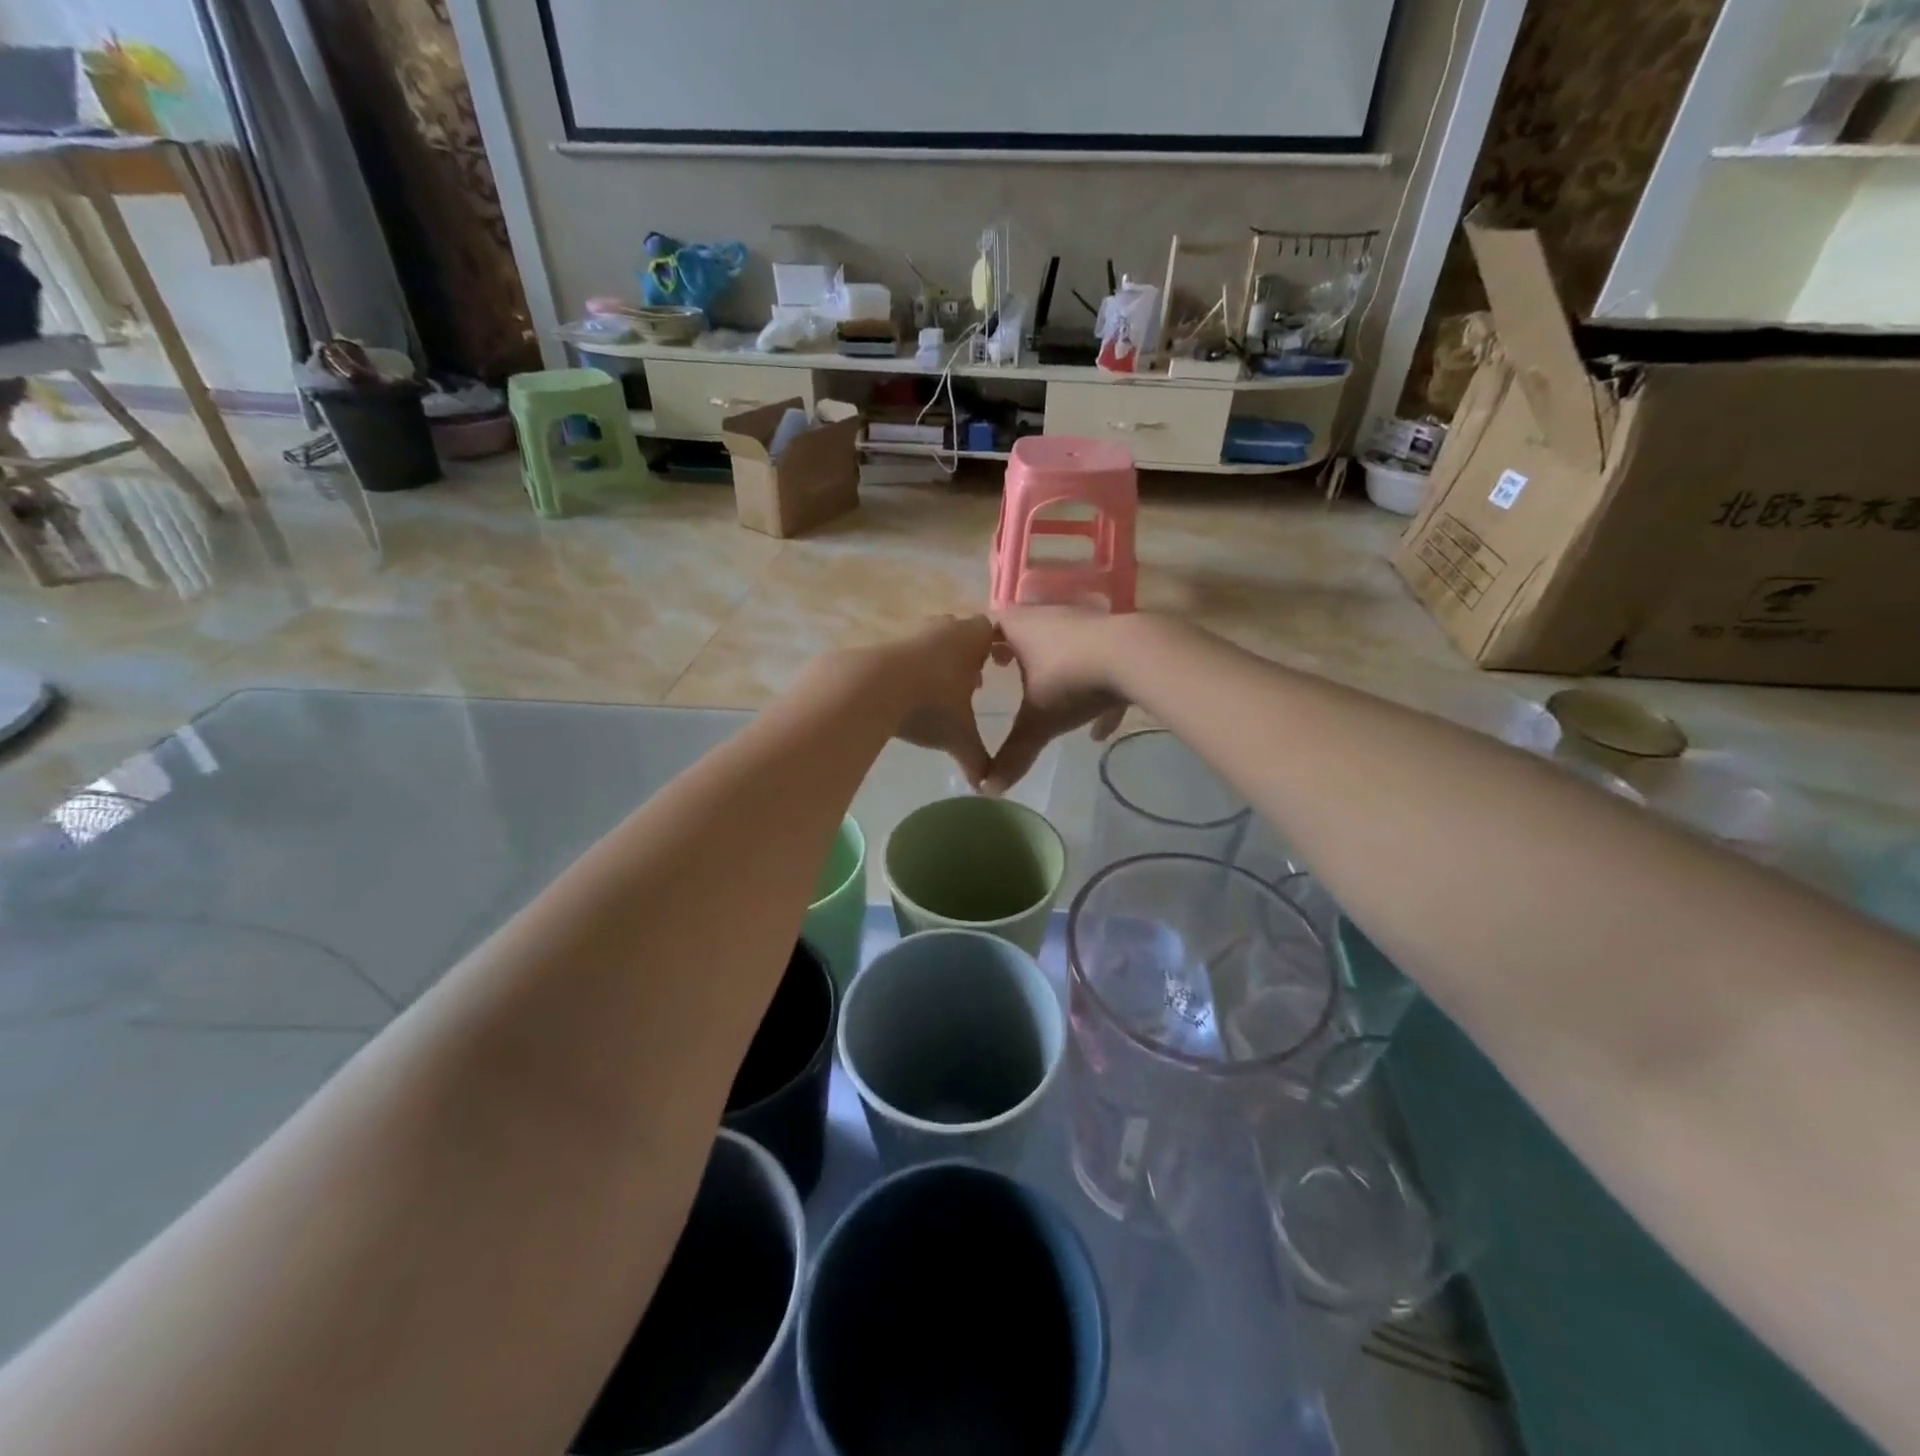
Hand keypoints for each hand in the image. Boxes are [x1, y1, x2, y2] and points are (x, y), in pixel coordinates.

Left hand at [872, 615, 996, 787]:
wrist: (871, 688)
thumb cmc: (931, 704)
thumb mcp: (960, 737)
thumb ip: (977, 759)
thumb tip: (987, 788)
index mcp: (972, 638)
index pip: (991, 631)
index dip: (995, 648)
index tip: (998, 666)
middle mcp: (943, 627)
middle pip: (960, 633)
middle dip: (967, 657)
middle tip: (971, 684)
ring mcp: (911, 632)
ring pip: (931, 642)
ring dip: (937, 663)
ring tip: (938, 694)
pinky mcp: (883, 644)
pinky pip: (905, 654)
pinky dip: (911, 670)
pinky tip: (909, 696)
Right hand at [984, 608, 1131, 796]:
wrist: (1135, 656)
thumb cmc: (1071, 681)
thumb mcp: (1037, 722)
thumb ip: (1013, 754)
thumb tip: (989, 789)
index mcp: (1022, 628)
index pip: (992, 625)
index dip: (982, 643)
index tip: (983, 662)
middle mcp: (1051, 618)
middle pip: (1028, 630)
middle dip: (1019, 652)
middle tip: (1009, 672)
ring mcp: (1088, 624)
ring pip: (1065, 645)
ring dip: (1059, 670)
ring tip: (1054, 702)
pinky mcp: (1118, 637)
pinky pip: (1101, 663)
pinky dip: (1098, 691)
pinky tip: (1101, 729)